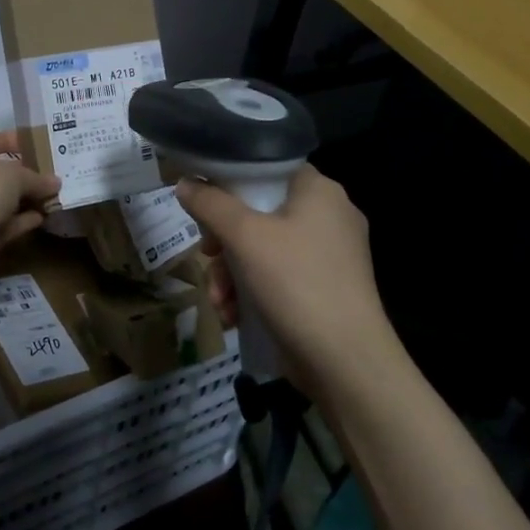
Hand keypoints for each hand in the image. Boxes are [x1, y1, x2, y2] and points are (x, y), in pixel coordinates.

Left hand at [0, 131, 61, 275]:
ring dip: (27, 200)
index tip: (37, 143)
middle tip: (54, 175)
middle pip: (0, 174)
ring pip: (5, 201)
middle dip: (26, 175)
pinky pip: (5, 224)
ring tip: (55, 197)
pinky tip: (42, 218)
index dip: (11, 140)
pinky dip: (22, 221)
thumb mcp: (14, 175)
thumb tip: (55, 182)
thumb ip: (36, 178)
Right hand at [176, 165, 396, 400]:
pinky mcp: (325, 288)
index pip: (267, 167)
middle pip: (259, 212)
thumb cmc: (295, 283)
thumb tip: (184, 183)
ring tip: (219, 301)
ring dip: (232, 274)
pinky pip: (279, 276)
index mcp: (319, 190)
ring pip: (264, 249)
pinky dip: (253, 292)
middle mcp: (330, 216)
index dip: (230, 183)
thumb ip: (210, 204)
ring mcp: (330, 255)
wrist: (345, 361)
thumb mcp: (244, 236)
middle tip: (208, 258)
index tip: (204, 207)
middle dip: (224, 243)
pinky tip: (234, 316)